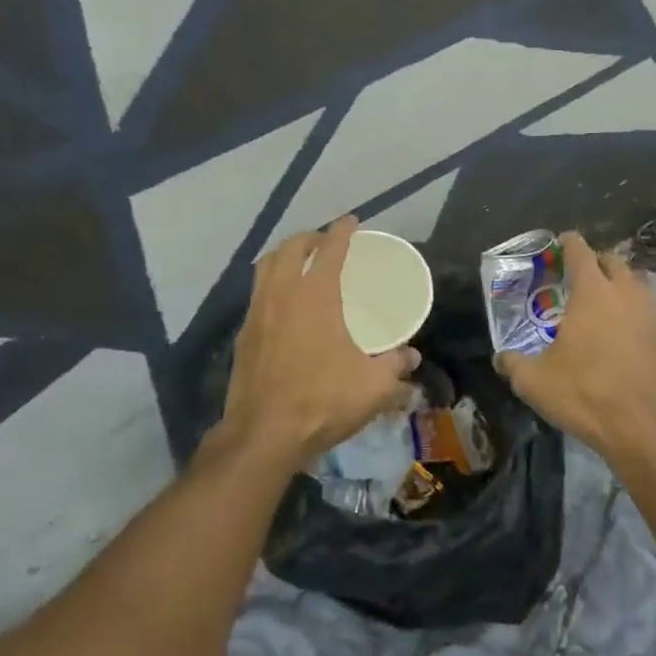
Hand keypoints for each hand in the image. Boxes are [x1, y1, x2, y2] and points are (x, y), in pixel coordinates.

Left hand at [220, 217, 419, 467]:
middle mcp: (282, 293)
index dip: (342, 231)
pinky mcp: (243, 335)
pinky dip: (270, 283)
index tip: (351, 221)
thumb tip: (411, 356)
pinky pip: (256, 293)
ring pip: (266, 266)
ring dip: (284, 255)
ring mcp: (257, 312)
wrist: (263, 434)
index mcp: (316, 295)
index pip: (331, 249)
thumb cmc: (323, 401)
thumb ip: (395, 365)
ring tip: (299, 263)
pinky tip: (281, 303)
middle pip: (291, 248)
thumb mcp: (373, 386)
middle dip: (310, 237)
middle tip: (326, 242)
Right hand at [496, 232, 655, 461]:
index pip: (580, 251)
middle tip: (582, 276)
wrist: (643, 427)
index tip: (561, 242)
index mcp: (591, 292)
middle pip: (614, 260)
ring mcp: (654, 312)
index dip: (569, 242)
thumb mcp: (534, 381)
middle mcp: (626, 292)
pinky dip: (642, 313)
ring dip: (623, 284)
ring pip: (639, 283)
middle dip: (597, 262)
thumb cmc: (584, 394)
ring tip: (609, 301)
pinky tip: (634, 332)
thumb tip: (501, 358)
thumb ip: (513, 363)